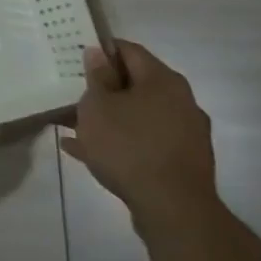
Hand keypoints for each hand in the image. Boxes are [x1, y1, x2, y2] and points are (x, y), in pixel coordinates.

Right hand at [54, 42, 219, 234]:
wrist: (173, 210)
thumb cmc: (128, 146)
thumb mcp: (98, 106)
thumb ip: (97, 77)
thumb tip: (98, 53)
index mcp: (163, 80)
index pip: (128, 50)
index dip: (100, 51)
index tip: (75, 59)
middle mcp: (181, 101)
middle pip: (135, 84)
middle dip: (103, 90)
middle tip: (74, 96)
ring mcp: (186, 133)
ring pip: (138, 115)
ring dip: (110, 118)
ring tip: (74, 129)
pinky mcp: (183, 161)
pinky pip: (145, 141)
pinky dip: (121, 142)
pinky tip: (90, 153)